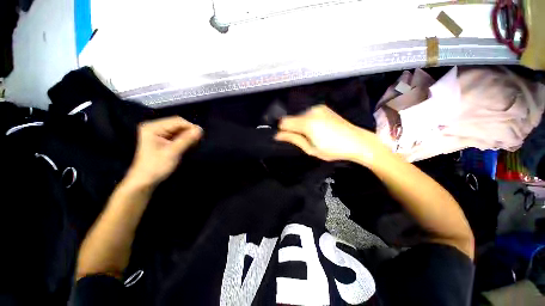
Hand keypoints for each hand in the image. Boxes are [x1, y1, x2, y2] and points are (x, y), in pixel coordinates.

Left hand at [126, 116, 201, 187]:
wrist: (145, 180)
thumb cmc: (157, 166)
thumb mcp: (173, 152)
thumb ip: (186, 140)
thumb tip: (200, 129)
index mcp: (153, 127)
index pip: (177, 121)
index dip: (190, 126)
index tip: (201, 136)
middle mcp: (155, 127)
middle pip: (178, 124)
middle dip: (189, 131)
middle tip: (198, 141)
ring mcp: (158, 133)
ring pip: (179, 130)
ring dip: (188, 136)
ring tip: (194, 144)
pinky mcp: (162, 139)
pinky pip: (177, 135)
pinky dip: (185, 139)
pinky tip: (189, 145)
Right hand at [275, 105, 385, 163]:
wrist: (357, 141)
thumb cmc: (333, 150)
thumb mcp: (311, 149)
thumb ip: (293, 139)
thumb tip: (277, 135)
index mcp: (307, 123)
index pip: (284, 122)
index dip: (283, 130)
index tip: (287, 138)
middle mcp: (311, 111)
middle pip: (291, 118)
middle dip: (293, 128)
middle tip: (303, 139)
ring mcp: (318, 108)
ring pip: (300, 115)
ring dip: (301, 124)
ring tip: (313, 134)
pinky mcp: (323, 108)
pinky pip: (308, 114)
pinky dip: (308, 120)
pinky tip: (318, 128)